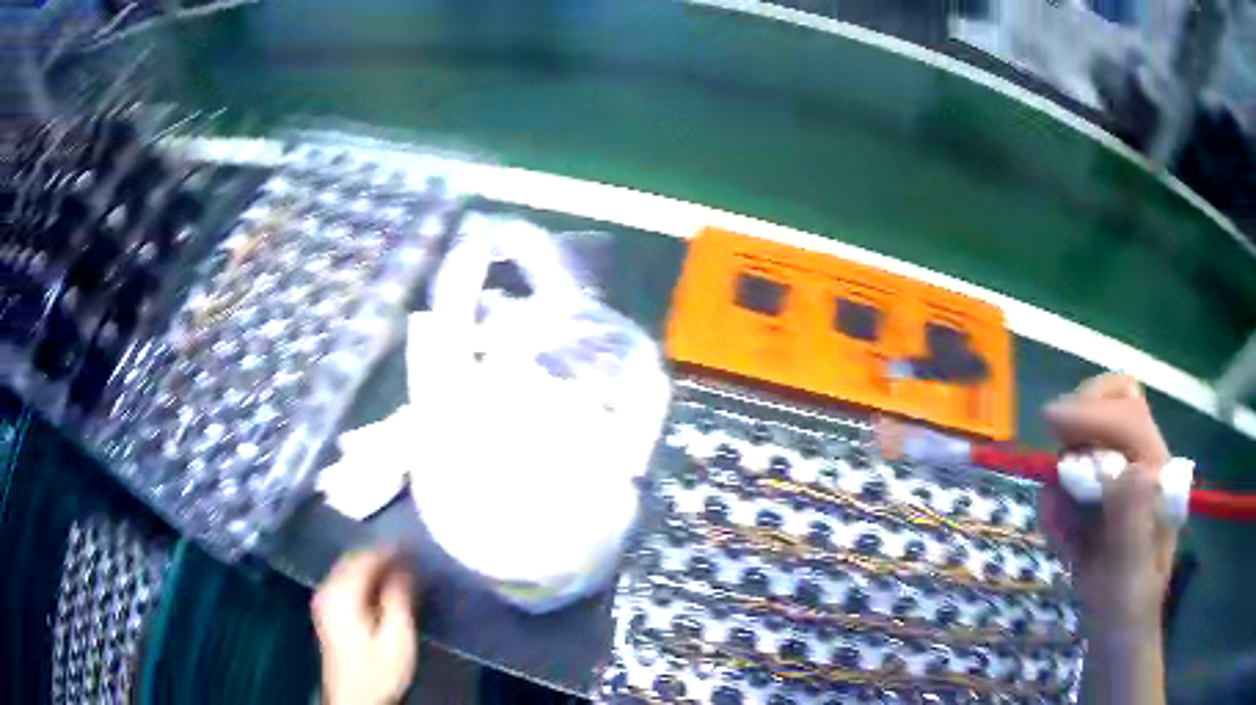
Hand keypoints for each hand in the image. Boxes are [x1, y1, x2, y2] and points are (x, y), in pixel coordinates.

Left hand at [312, 549, 417, 704]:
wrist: (354, 699)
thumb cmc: (378, 671)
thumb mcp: (397, 638)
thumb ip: (399, 599)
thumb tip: (404, 567)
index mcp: (341, 593)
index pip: (365, 557)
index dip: (391, 549)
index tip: (416, 545)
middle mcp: (326, 589)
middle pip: (353, 559)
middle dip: (382, 555)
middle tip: (412, 556)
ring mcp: (324, 599)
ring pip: (349, 568)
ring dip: (374, 566)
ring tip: (402, 568)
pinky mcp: (327, 610)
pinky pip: (346, 580)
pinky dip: (365, 577)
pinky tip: (383, 586)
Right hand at [1039, 373, 1175, 636]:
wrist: (1117, 629)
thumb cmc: (1128, 607)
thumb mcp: (1132, 575)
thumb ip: (1132, 524)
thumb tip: (1127, 470)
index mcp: (1157, 472)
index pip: (1129, 418)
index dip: (1091, 412)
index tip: (1049, 421)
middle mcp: (1142, 463)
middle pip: (1117, 402)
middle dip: (1083, 415)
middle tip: (1054, 442)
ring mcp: (1122, 477)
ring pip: (1090, 439)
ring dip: (1065, 474)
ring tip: (1063, 531)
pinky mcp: (1103, 495)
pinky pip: (1073, 480)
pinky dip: (1058, 503)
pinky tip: (1064, 540)